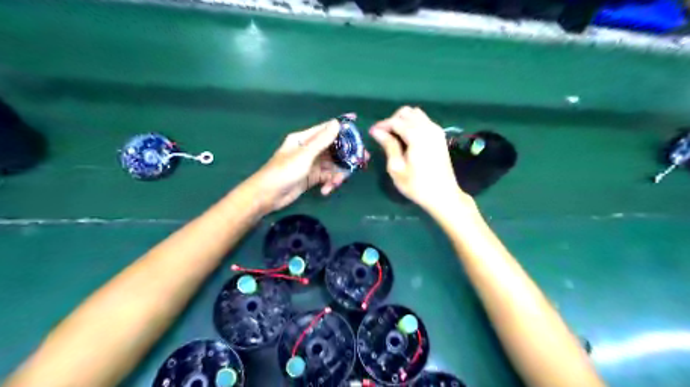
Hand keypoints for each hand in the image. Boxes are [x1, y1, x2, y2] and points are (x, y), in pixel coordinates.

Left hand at [248, 119, 365, 212]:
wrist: (267, 196)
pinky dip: (329, 183)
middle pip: (333, 149)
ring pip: (332, 165)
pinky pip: (326, 177)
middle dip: (347, 155)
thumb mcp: (304, 155)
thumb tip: (337, 123)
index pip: (326, 129)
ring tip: (336, 183)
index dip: (341, 126)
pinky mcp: (312, 178)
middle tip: (363, 160)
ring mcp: (311, 164)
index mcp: (304, 139)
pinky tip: (326, 190)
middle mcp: (309, 149)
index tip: (357, 121)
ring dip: (337, 174)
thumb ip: (322, 140)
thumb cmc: (284, 172)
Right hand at [373, 107, 468, 212]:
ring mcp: (436, 130)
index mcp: (417, 136)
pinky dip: (413, 124)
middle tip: (383, 135)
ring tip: (394, 136)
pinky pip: (424, 121)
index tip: (372, 133)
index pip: (396, 121)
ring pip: (416, 114)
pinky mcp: (440, 136)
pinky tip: (407, 138)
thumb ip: (388, 145)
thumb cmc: (416, 185)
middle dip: (392, 120)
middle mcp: (428, 128)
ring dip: (403, 121)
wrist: (443, 195)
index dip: (382, 125)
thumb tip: (376, 131)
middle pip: (406, 113)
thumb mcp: (397, 168)